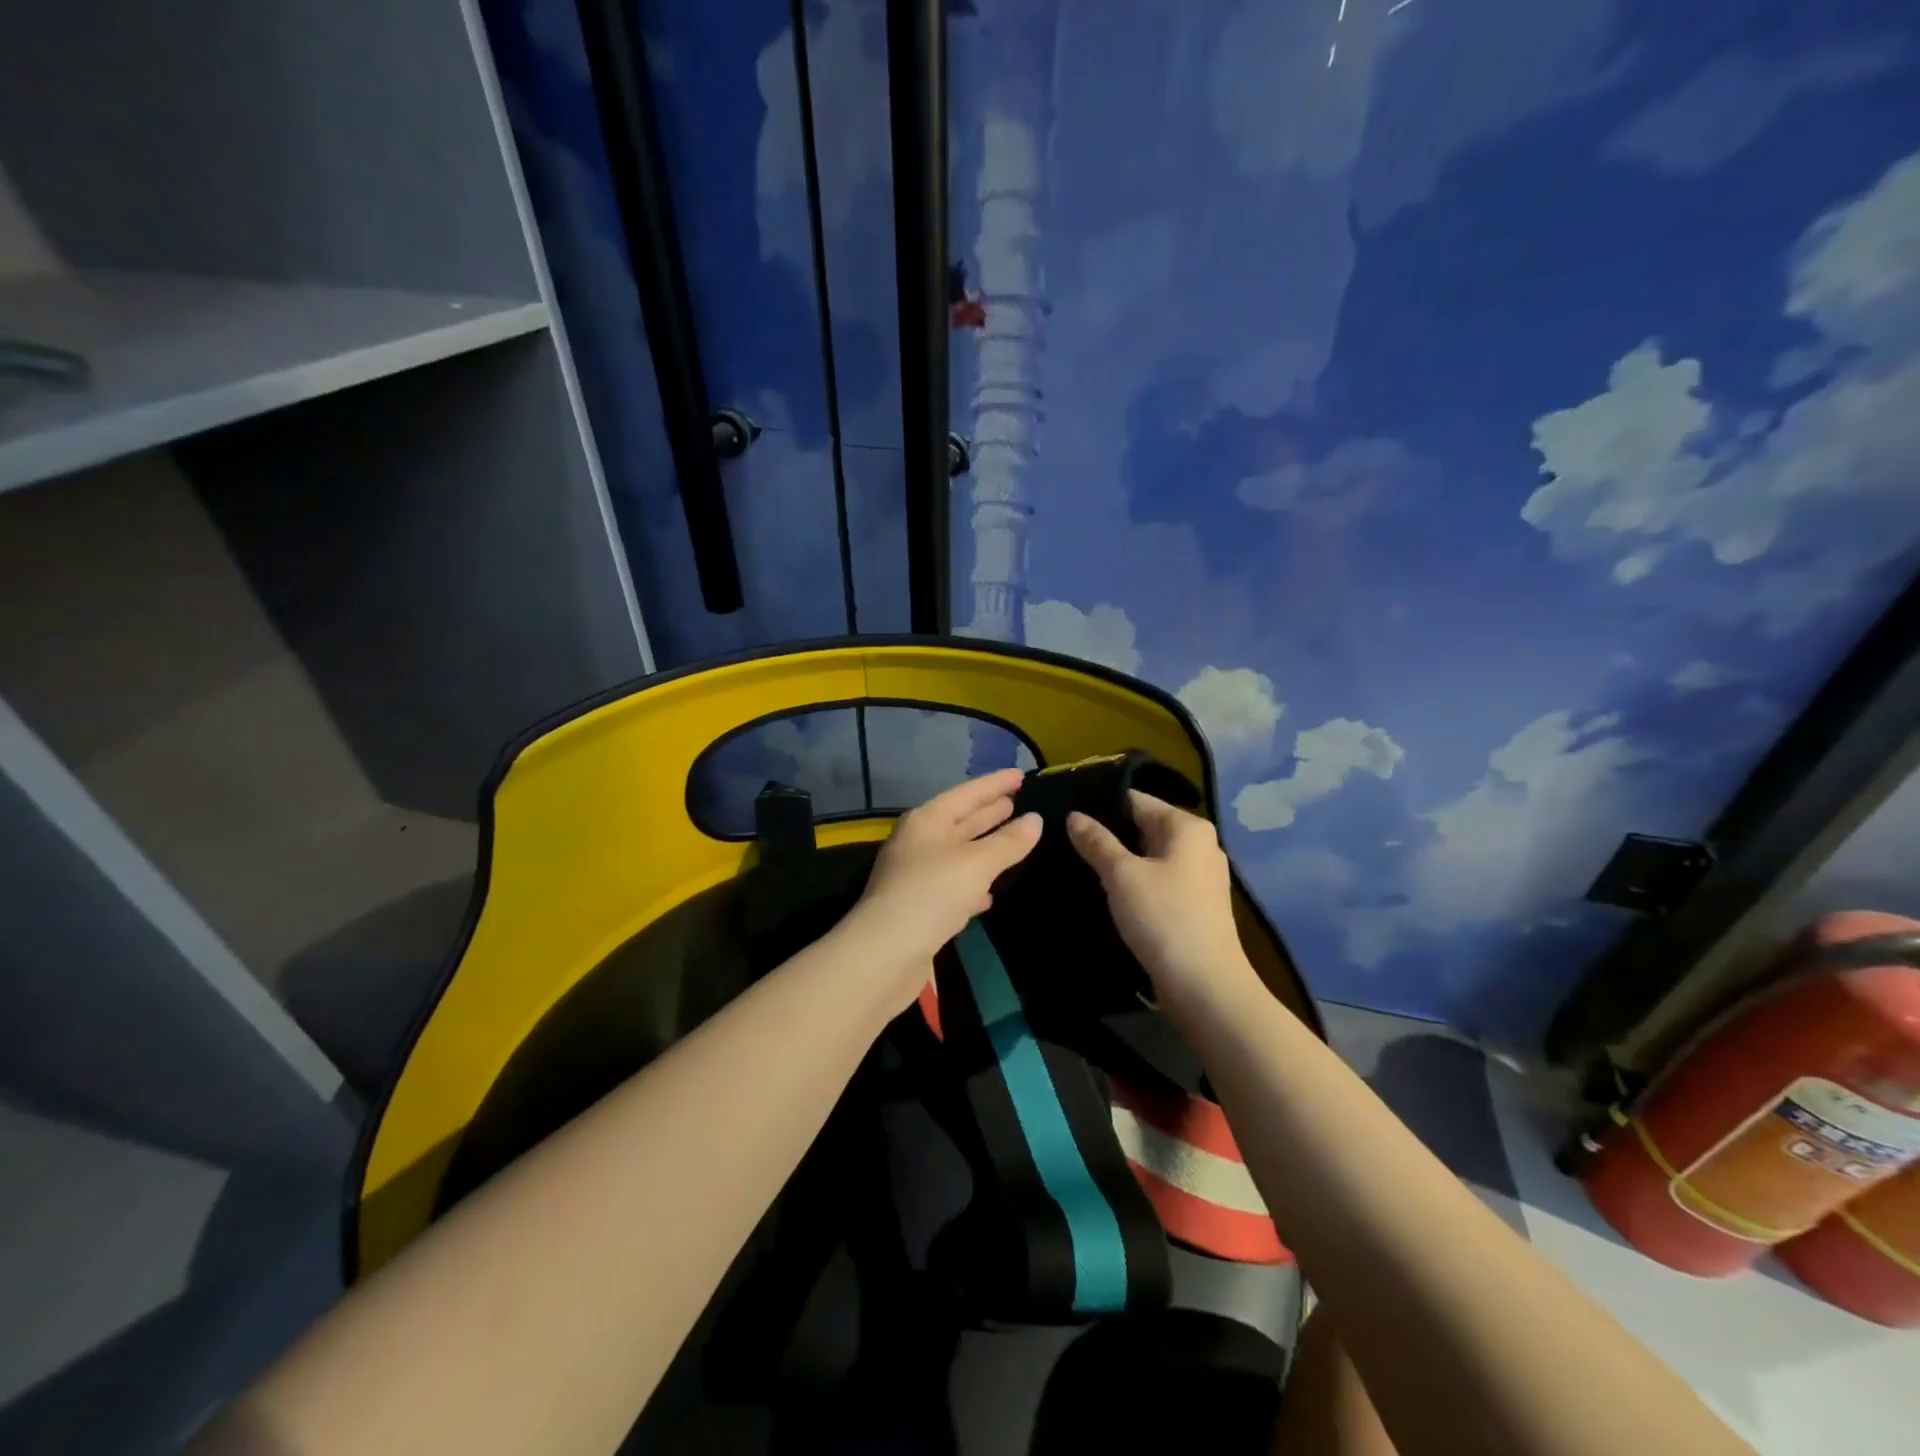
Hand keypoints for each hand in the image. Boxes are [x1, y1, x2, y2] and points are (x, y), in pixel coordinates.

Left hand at [836, 768, 1042, 1012]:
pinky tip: (990, 892)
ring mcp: (916, 875)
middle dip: (988, 811)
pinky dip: (973, 883)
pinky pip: (952, 885)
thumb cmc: (932, 894)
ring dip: (983, 846)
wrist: (885, 953)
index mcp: (926, 821)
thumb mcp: (976, 864)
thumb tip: (1035, 820)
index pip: (966, 793)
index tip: (1021, 774)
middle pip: (959, 820)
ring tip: (1013, 838)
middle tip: (1017, 802)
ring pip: (958, 853)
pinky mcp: (919, 907)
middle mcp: (918, 842)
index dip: (994, 784)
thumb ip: (1008, 842)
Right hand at [1067, 791, 1255, 1009]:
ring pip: (1149, 854)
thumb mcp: (1122, 875)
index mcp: (1187, 827)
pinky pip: (1157, 878)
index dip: (1101, 805)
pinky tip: (1108, 889)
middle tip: (1066, 839)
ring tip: (1079, 862)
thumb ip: (1096, 842)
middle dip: (1109, 832)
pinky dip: (1135, 880)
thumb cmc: (1164, 918)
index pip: (1136, 800)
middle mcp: (1199, 844)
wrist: (1205, 986)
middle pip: (1144, 825)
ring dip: (1120, 859)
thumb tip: (1073, 816)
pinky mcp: (1194, 903)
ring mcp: (1199, 875)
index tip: (1066, 813)